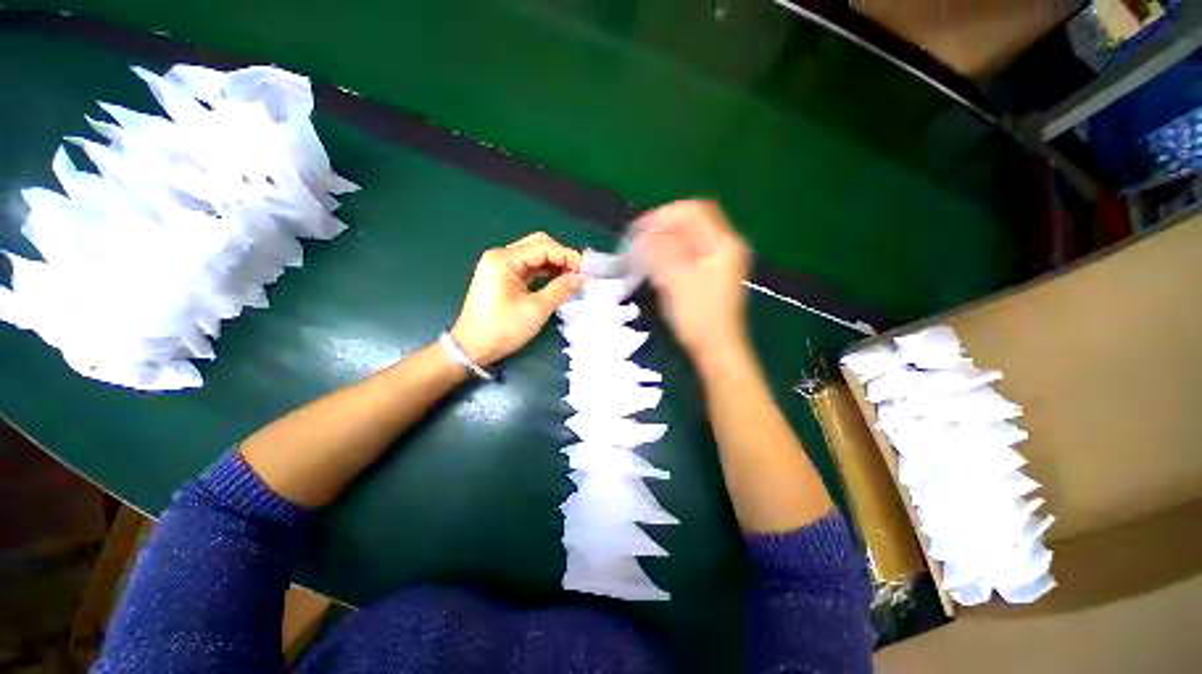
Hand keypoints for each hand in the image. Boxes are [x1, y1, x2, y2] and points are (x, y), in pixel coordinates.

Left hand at [451, 232, 582, 365]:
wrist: (472, 348)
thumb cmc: (503, 329)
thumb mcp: (536, 310)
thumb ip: (560, 289)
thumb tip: (582, 278)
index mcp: (504, 260)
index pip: (543, 247)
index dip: (568, 256)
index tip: (587, 270)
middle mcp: (501, 256)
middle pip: (538, 244)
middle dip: (562, 256)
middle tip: (580, 272)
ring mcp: (500, 266)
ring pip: (534, 255)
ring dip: (555, 263)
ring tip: (574, 276)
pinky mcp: (503, 276)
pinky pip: (529, 266)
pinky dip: (545, 271)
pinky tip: (559, 279)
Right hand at [633, 200, 750, 368]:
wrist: (716, 349)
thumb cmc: (698, 316)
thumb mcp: (675, 280)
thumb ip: (658, 251)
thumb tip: (642, 234)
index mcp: (723, 243)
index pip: (694, 212)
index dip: (664, 215)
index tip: (639, 228)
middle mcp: (725, 248)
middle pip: (691, 225)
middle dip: (663, 229)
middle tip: (638, 241)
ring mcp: (719, 263)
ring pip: (688, 241)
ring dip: (664, 243)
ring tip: (642, 254)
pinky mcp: (710, 276)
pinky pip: (688, 256)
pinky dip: (670, 256)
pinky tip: (656, 267)